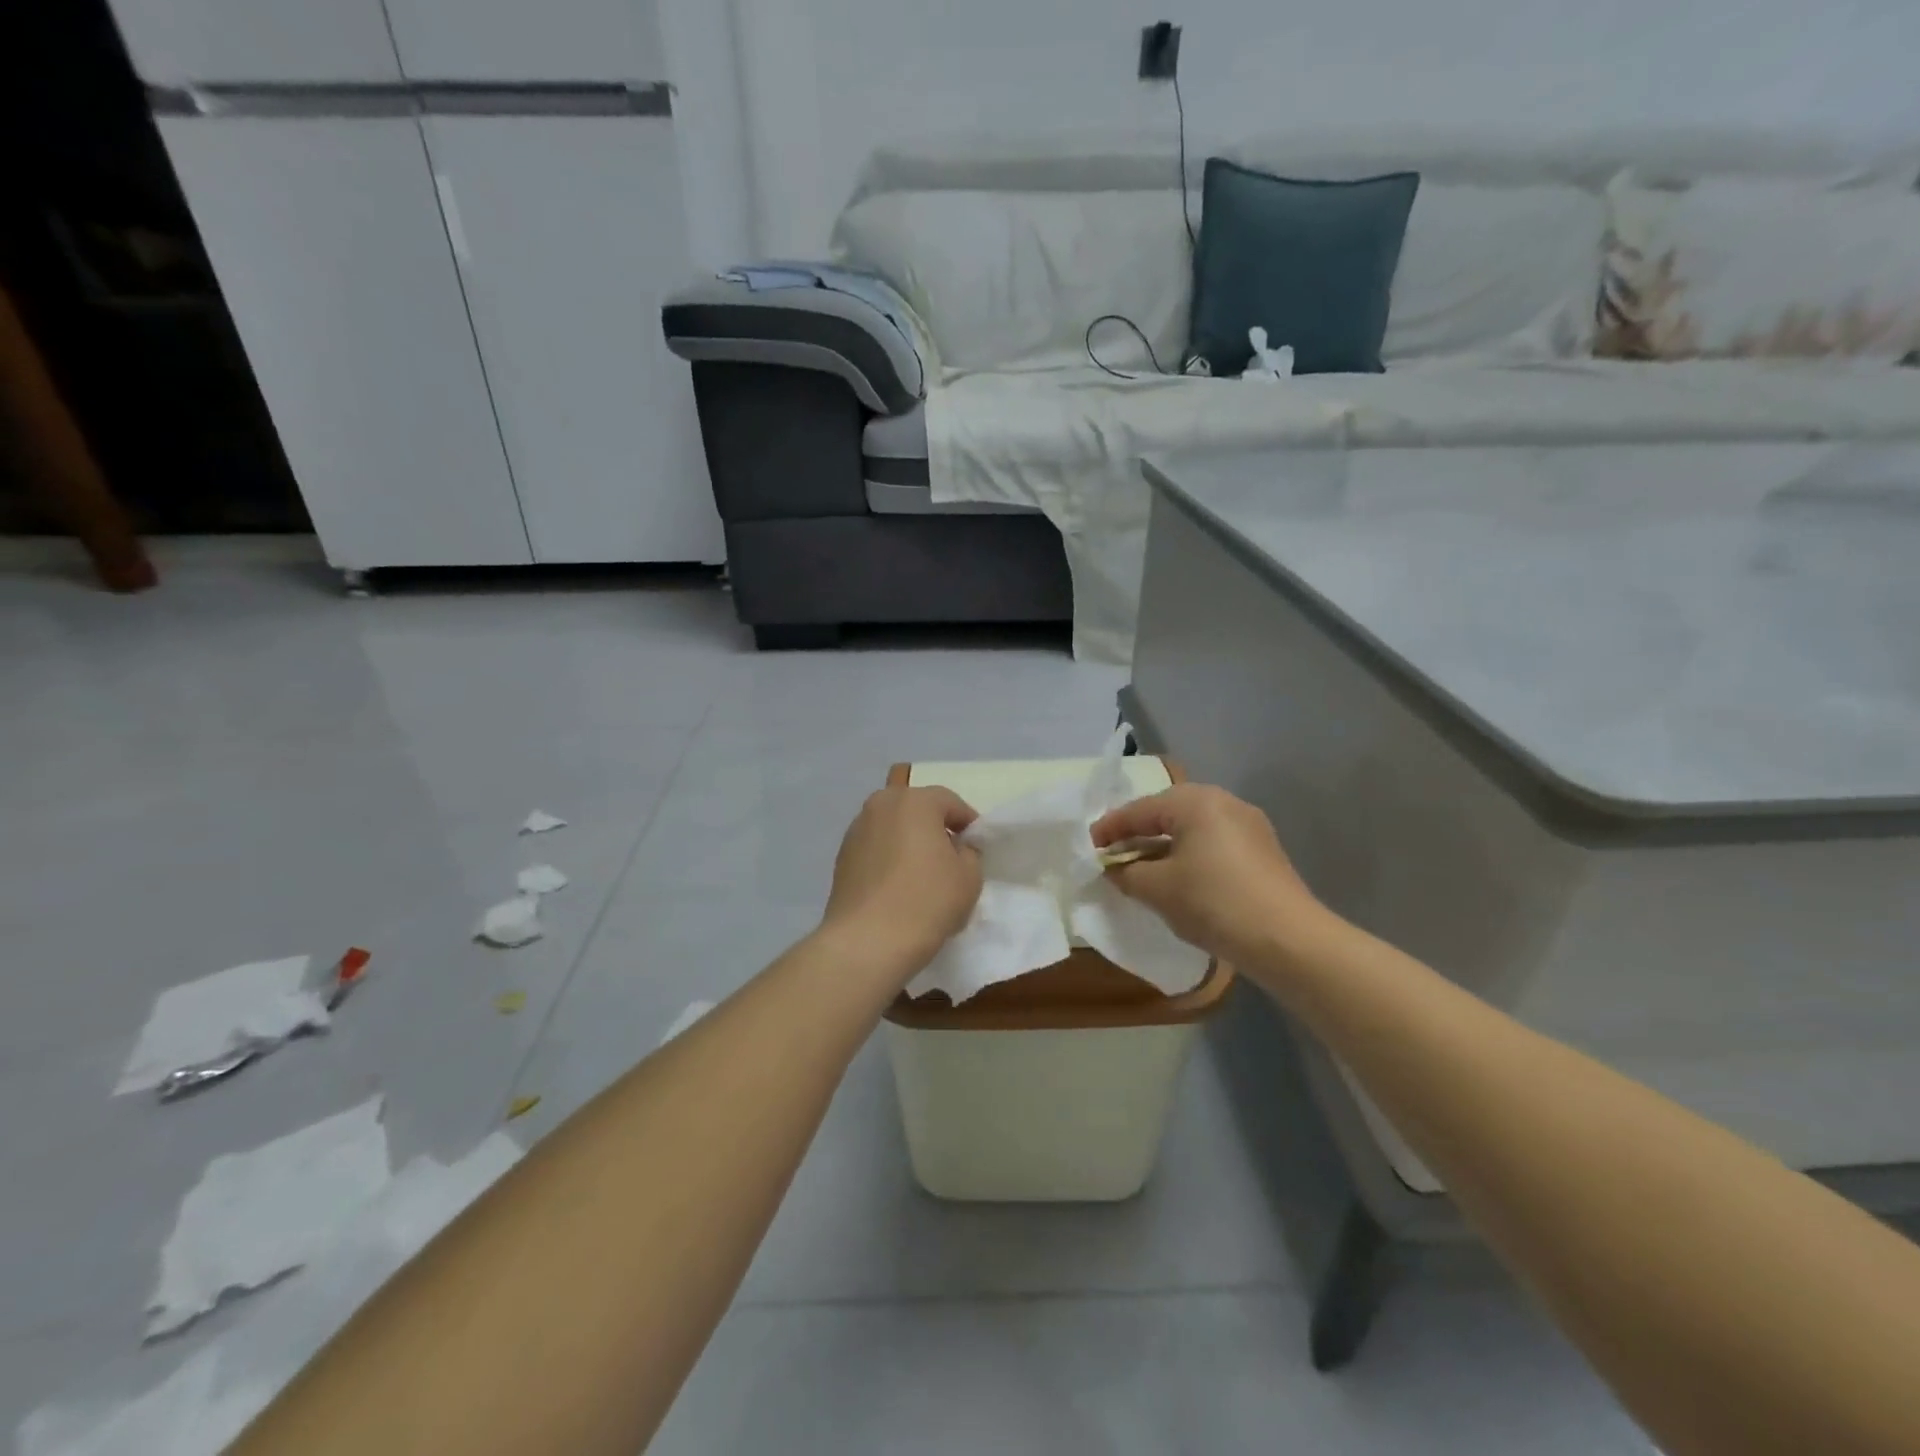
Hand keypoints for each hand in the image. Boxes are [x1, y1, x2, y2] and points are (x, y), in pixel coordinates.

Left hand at [823, 786, 982, 970]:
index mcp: (914, 801)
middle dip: (934, 827)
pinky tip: (897, 886)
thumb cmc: (927, 901)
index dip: (967, 822)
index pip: (949, 801)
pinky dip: (888, 858)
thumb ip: (969, 853)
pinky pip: (875, 848)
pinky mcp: (841, 857)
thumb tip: (956, 848)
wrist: (867, 942)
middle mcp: (880, 805)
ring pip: (892, 828)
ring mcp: (856, 831)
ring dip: (908, 841)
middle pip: (916, 809)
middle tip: (949, 857)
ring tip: (921, 874)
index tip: (976, 846)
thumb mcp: (969, 877)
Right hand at [1091, 784, 1322, 966]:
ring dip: (1164, 845)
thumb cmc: (1213, 903)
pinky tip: (1179, 877)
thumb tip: (1114, 868)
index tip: (1089, 847)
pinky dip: (1189, 854)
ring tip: (1143, 867)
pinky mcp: (1263, 849)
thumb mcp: (1157, 889)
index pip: (1139, 810)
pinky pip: (1213, 842)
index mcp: (1194, 801)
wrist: (1288, 939)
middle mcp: (1223, 801)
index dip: (1110, 829)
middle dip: (1138, 833)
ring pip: (1192, 827)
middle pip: (1167, 812)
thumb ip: (1126, 873)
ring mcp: (1248, 824)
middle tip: (1114, 854)